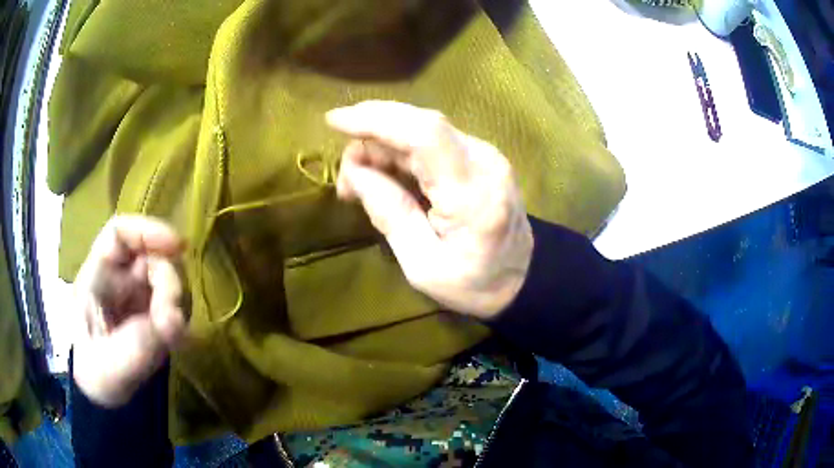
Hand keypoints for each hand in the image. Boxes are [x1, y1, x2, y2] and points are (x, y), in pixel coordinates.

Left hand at [72, 215, 186, 406]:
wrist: (105, 403)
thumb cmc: (95, 377)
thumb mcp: (109, 366)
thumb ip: (137, 346)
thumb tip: (174, 321)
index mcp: (98, 276)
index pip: (120, 234)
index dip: (147, 230)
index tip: (177, 246)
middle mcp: (119, 280)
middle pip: (150, 256)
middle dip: (167, 281)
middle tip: (172, 318)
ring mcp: (138, 299)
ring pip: (166, 280)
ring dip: (175, 303)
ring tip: (172, 336)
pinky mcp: (154, 318)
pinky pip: (174, 307)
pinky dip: (179, 320)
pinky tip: (175, 340)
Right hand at [327, 101, 532, 318]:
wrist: (525, 277)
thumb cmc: (474, 284)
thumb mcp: (423, 266)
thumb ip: (390, 214)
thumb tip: (356, 173)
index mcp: (473, 193)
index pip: (424, 134)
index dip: (376, 119)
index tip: (334, 121)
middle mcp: (484, 161)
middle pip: (420, 124)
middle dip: (371, 136)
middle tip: (348, 178)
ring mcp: (485, 154)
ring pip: (422, 129)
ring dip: (382, 145)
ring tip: (360, 183)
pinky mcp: (480, 156)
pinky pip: (432, 141)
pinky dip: (400, 151)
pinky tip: (384, 173)